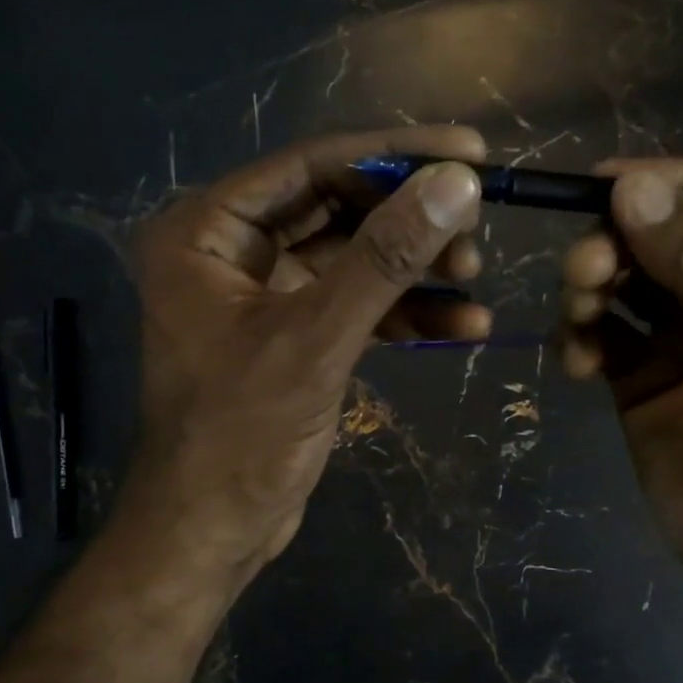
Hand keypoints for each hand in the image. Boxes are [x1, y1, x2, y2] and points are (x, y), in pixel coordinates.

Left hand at [125, 125, 488, 571]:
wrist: (213, 531)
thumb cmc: (242, 435)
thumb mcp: (316, 340)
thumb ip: (385, 259)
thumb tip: (455, 182)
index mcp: (205, 232)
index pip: (309, 167)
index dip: (393, 155)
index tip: (469, 150)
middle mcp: (229, 252)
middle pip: (335, 210)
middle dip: (408, 221)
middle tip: (477, 226)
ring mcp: (263, 297)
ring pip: (351, 261)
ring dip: (414, 269)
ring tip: (476, 276)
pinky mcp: (292, 339)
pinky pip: (354, 308)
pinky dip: (404, 315)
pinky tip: (464, 325)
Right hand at [559, 157, 682, 591]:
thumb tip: (632, 189)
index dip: (672, 179)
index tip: (606, 182)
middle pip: (664, 233)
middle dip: (619, 243)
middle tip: (585, 270)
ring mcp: (682, 333)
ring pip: (623, 279)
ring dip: (591, 287)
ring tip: (580, 316)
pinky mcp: (637, 374)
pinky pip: (599, 333)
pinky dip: (579, 337)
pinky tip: (576, 364)